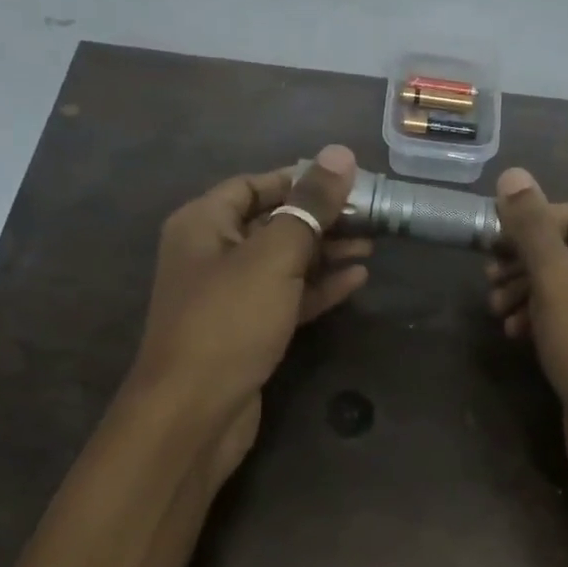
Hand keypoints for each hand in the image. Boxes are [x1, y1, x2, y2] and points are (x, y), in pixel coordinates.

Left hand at [128, 145, 369, 480]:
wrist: (194, 413)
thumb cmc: (229, 321)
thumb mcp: (274, 256)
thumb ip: (309, 205)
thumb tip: (341, 153)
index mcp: (204, 224)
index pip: (254, 185)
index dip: (300, 179)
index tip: (348, 180)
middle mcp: (212, 253)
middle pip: (273, 222)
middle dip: (321, 218)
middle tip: (371, 216)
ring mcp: (230, 295)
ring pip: (284, 262)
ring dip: (325, 253)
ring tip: (373, 245)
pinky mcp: (248, 330)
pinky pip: (287, 296)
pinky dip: (318, 287)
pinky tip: (357, 280)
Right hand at [485, 168, 567, 493]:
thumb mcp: (558, 279)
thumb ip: (532, 226)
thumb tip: (513, 173)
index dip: (531, 223)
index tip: (492, 244)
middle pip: (567, 248)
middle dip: (523, 261)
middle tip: (489, 280)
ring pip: (564, 285)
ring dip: (525, 291)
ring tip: (496, 311)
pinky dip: (539, 318)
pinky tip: (514, 334)